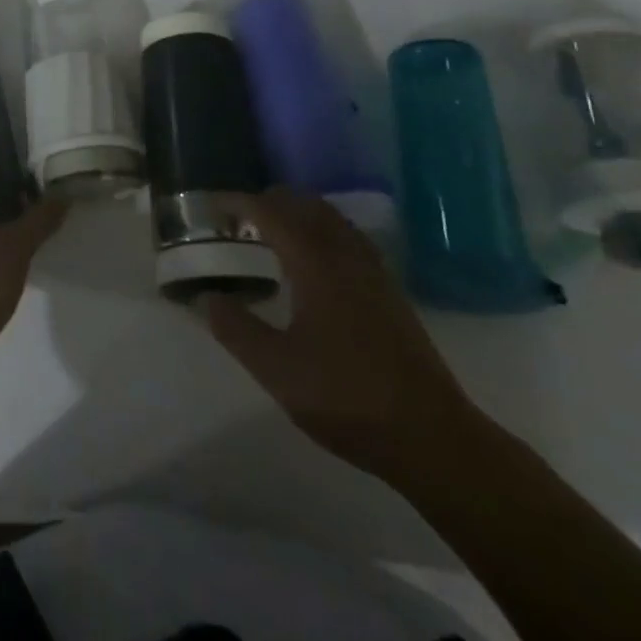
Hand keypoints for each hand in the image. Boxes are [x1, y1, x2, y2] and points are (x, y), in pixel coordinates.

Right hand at [201, 192, 485, 487]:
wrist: (433, 437)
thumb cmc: (346, 397)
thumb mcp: (276, 369)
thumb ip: (235, 328)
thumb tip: (207, 298)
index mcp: (315, 262)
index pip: (269, 212)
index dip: (236, 202)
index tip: (210, 206)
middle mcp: (345, 254)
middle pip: (303, 205)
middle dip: (267, 203)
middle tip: (236, 222)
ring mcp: (373, 271)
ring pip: (330, 219)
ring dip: (297, 216)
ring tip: (269, 237)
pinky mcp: (389, 291)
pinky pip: (348, 239)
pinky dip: (321, 233)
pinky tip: (311, 265)